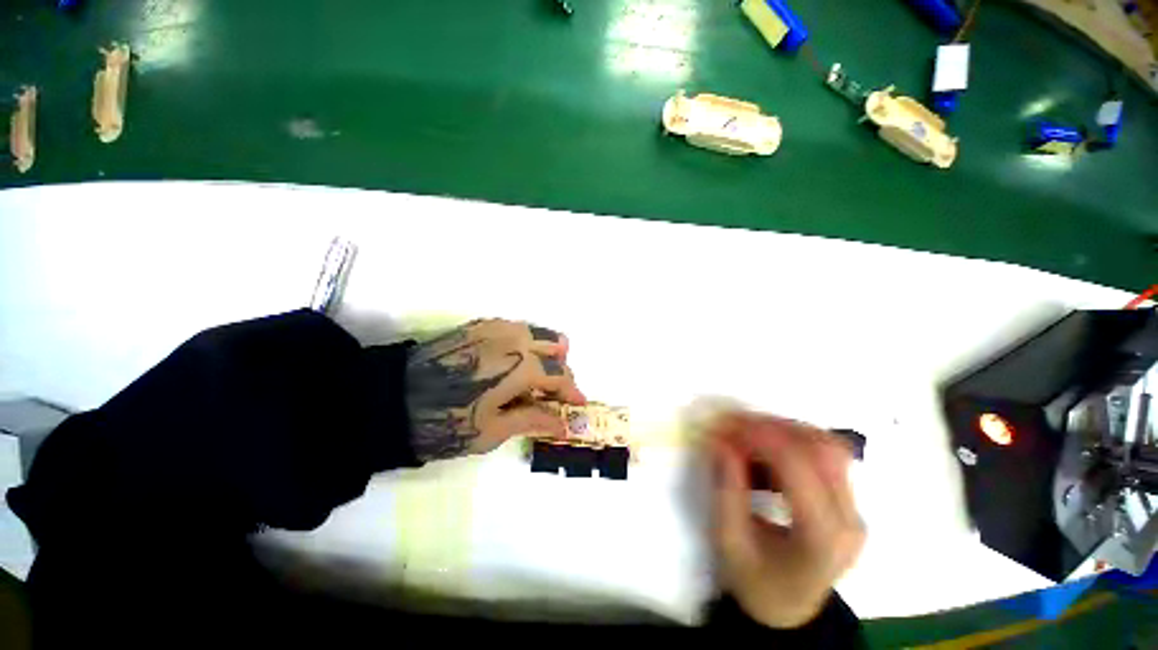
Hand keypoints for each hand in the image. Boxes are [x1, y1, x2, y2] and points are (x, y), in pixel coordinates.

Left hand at [404, 319, 585, 460]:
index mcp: (520, 366)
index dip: (572, 391)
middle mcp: (514, 339)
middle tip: (554, 392)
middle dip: (560, 369)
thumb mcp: (493, 430)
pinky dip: (525, 343)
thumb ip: (534, 420)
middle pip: (555, 346)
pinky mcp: (480, 325)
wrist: (391, 398)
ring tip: (536, 376)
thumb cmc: (445, 421)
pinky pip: (516, 328)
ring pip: (537, 332)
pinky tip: (514, 362)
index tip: (578, 404)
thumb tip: (564, 425)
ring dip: (545, 352)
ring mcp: (496, 328)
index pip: (559, 374)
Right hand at [710, 413, 864, 628]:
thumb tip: (719, 440)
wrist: (788, 610)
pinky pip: (825, 455)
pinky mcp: (847, 502)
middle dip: (772, 426)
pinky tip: (765, 450)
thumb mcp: (729, 540)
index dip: (759, 436)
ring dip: (784, 430)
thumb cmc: (754, 582)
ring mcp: (853, 509)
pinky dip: (792, 441)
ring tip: (747, 434)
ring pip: (827, 445)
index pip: (798, 465)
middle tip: (733, 425)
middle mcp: (848, 519)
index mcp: (821, 537)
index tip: (724, 426)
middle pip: (821, 448)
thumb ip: (725, 488)